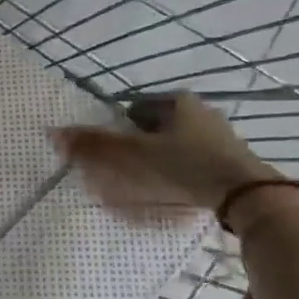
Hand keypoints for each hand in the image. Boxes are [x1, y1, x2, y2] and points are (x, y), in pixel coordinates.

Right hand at [54, 93, 279, 221]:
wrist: (245, 196)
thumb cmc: (183, 167)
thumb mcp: (131, 155)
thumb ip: (93, 145)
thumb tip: (53, 133)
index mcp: (176, 101)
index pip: (135, 108)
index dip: (119, 129)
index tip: (114, 153)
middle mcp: (201, 111)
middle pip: (156, 127)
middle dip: (140, 145)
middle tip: (128, 171)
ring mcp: (220, 136)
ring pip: (177, 145)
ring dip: (162, 160)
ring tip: (151, 185)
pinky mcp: (233, 160)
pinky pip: (196, 161)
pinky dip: (183, 172)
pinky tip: (178, 191)